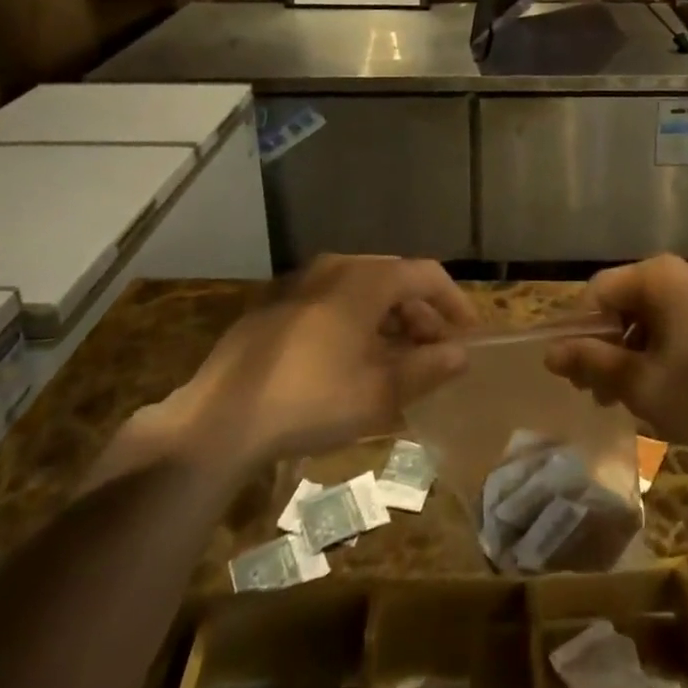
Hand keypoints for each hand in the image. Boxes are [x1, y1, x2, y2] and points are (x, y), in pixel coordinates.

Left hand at [93, 257, 476, 484]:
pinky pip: (332, 301)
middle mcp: (336, 268)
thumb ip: (427, 368)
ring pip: (361, 290)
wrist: (219, 419)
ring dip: (388, 319)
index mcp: (366, 279)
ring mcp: (301, 282)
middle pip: (394, 279)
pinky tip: (353, 360)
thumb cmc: (310, 400)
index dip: (453, 301)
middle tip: (435, 351)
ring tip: (398, 359)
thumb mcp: (379, 392)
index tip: (468, 332)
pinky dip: (356, 321)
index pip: (426, 275)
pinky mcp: (276, 304)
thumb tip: (460, 354)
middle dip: (421, 314)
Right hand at [544, 255, 687, 457]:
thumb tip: (550, 353)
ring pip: (646, 314)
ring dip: (628, 350)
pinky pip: (672, 320)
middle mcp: (680, 271)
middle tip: (597, 392)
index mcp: (658, 276)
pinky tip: (655, 384)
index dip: (578, 330)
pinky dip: (655, 347)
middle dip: (604, 345)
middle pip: (623, 301)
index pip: (598, 292)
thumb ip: (591, 362)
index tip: (574, 371)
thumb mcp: (639, 384)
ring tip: (622, 396)